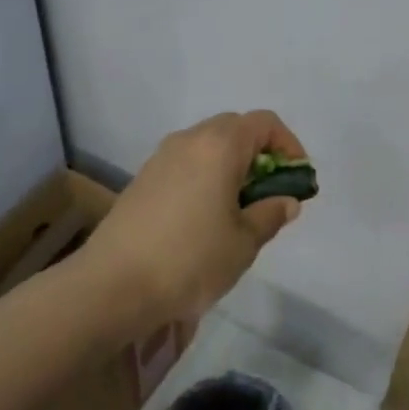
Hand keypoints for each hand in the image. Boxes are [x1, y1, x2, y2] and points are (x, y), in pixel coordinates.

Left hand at [81, 110, 306, 334]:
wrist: (112, 286)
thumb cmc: (190, 260)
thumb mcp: (244, 243)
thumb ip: (270, 215)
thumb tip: (286, 201)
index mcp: (219, 146)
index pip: (264, 123)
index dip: (289, 145)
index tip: (297, 178)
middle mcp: (189, 141)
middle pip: (234, 129)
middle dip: (260, 154)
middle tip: (270, 192)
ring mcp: (160, 159)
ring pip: (207, 146)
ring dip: (231, 166)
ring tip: (239, 208)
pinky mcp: (141, 180)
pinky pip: (185, 164)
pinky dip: (205, 177)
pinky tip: (204, 218)